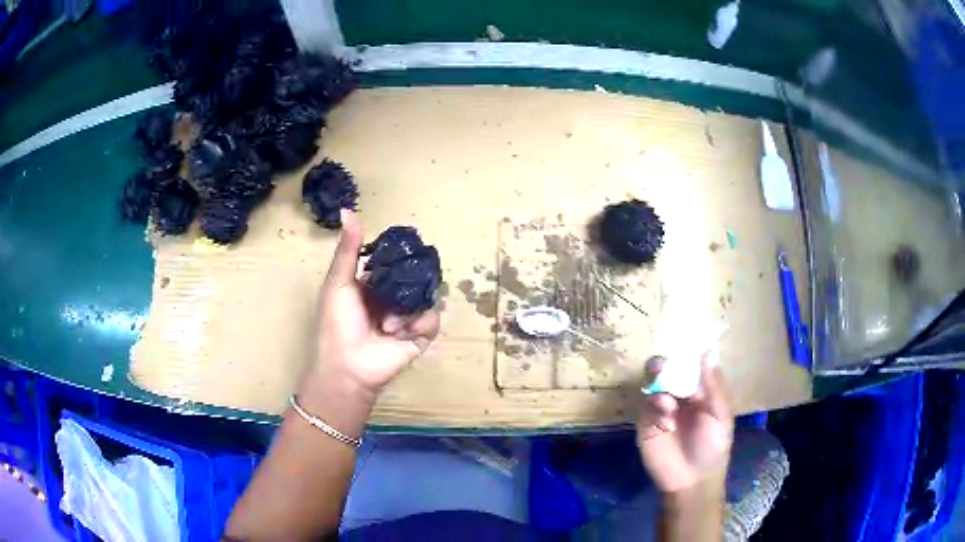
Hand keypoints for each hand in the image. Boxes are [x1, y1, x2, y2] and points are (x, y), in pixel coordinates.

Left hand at [305, 210, 440, 402]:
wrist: (347, 366)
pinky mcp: (420, 335)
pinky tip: (399, 333)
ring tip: (388, 324)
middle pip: (414, 277)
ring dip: (407, 309)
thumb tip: (347, 210)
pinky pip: (431, 319)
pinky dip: (417, 324)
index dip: (400, 255)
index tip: (407, 246)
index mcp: (372, 285)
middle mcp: (392, 298)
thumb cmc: (337, 323)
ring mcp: (407, 317)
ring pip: (425, 296)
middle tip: (403, 284)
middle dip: (411, 280)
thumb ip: (348, 249)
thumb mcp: (339, 282)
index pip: (393, 262)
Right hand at [636, 353, 732, 492]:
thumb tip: (707, 352)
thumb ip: (713, 386)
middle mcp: (678, 395)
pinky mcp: (645, 423)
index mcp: (699, 391)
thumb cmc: (713, 446)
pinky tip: (665, 416)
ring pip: (652, 385)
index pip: (690, 366)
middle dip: (663, 365)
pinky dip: (653, 406)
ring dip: (656, 383)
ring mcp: (660, 408)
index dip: (686, 355)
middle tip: (661, 364)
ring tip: (664, 392)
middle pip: (667, 372)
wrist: (692, 480)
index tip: (682, 344)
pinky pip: (645, 406)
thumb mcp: (721, 415)